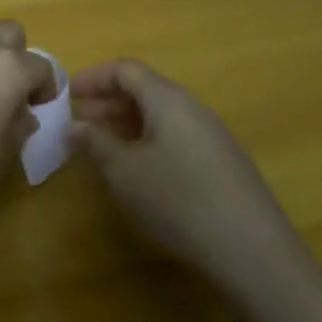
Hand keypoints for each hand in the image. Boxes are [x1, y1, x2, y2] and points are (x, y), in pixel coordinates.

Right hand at [70, 59, 302, 279]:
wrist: (253, 252)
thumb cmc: (178, 200)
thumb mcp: (123, 172)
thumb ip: (95, 143)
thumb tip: (75, 126)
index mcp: (168, 99)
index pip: (125, 69)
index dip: (93, 77)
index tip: (67, 96)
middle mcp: (192, 108)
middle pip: (144, 89)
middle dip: (107, 102)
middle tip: (79, 125)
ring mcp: (212, 136)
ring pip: (160, 115)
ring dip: (126, 124)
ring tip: (102, 149)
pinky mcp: (222, 164)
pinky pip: (175, 136)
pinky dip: (147, 141)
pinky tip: (138, 172)